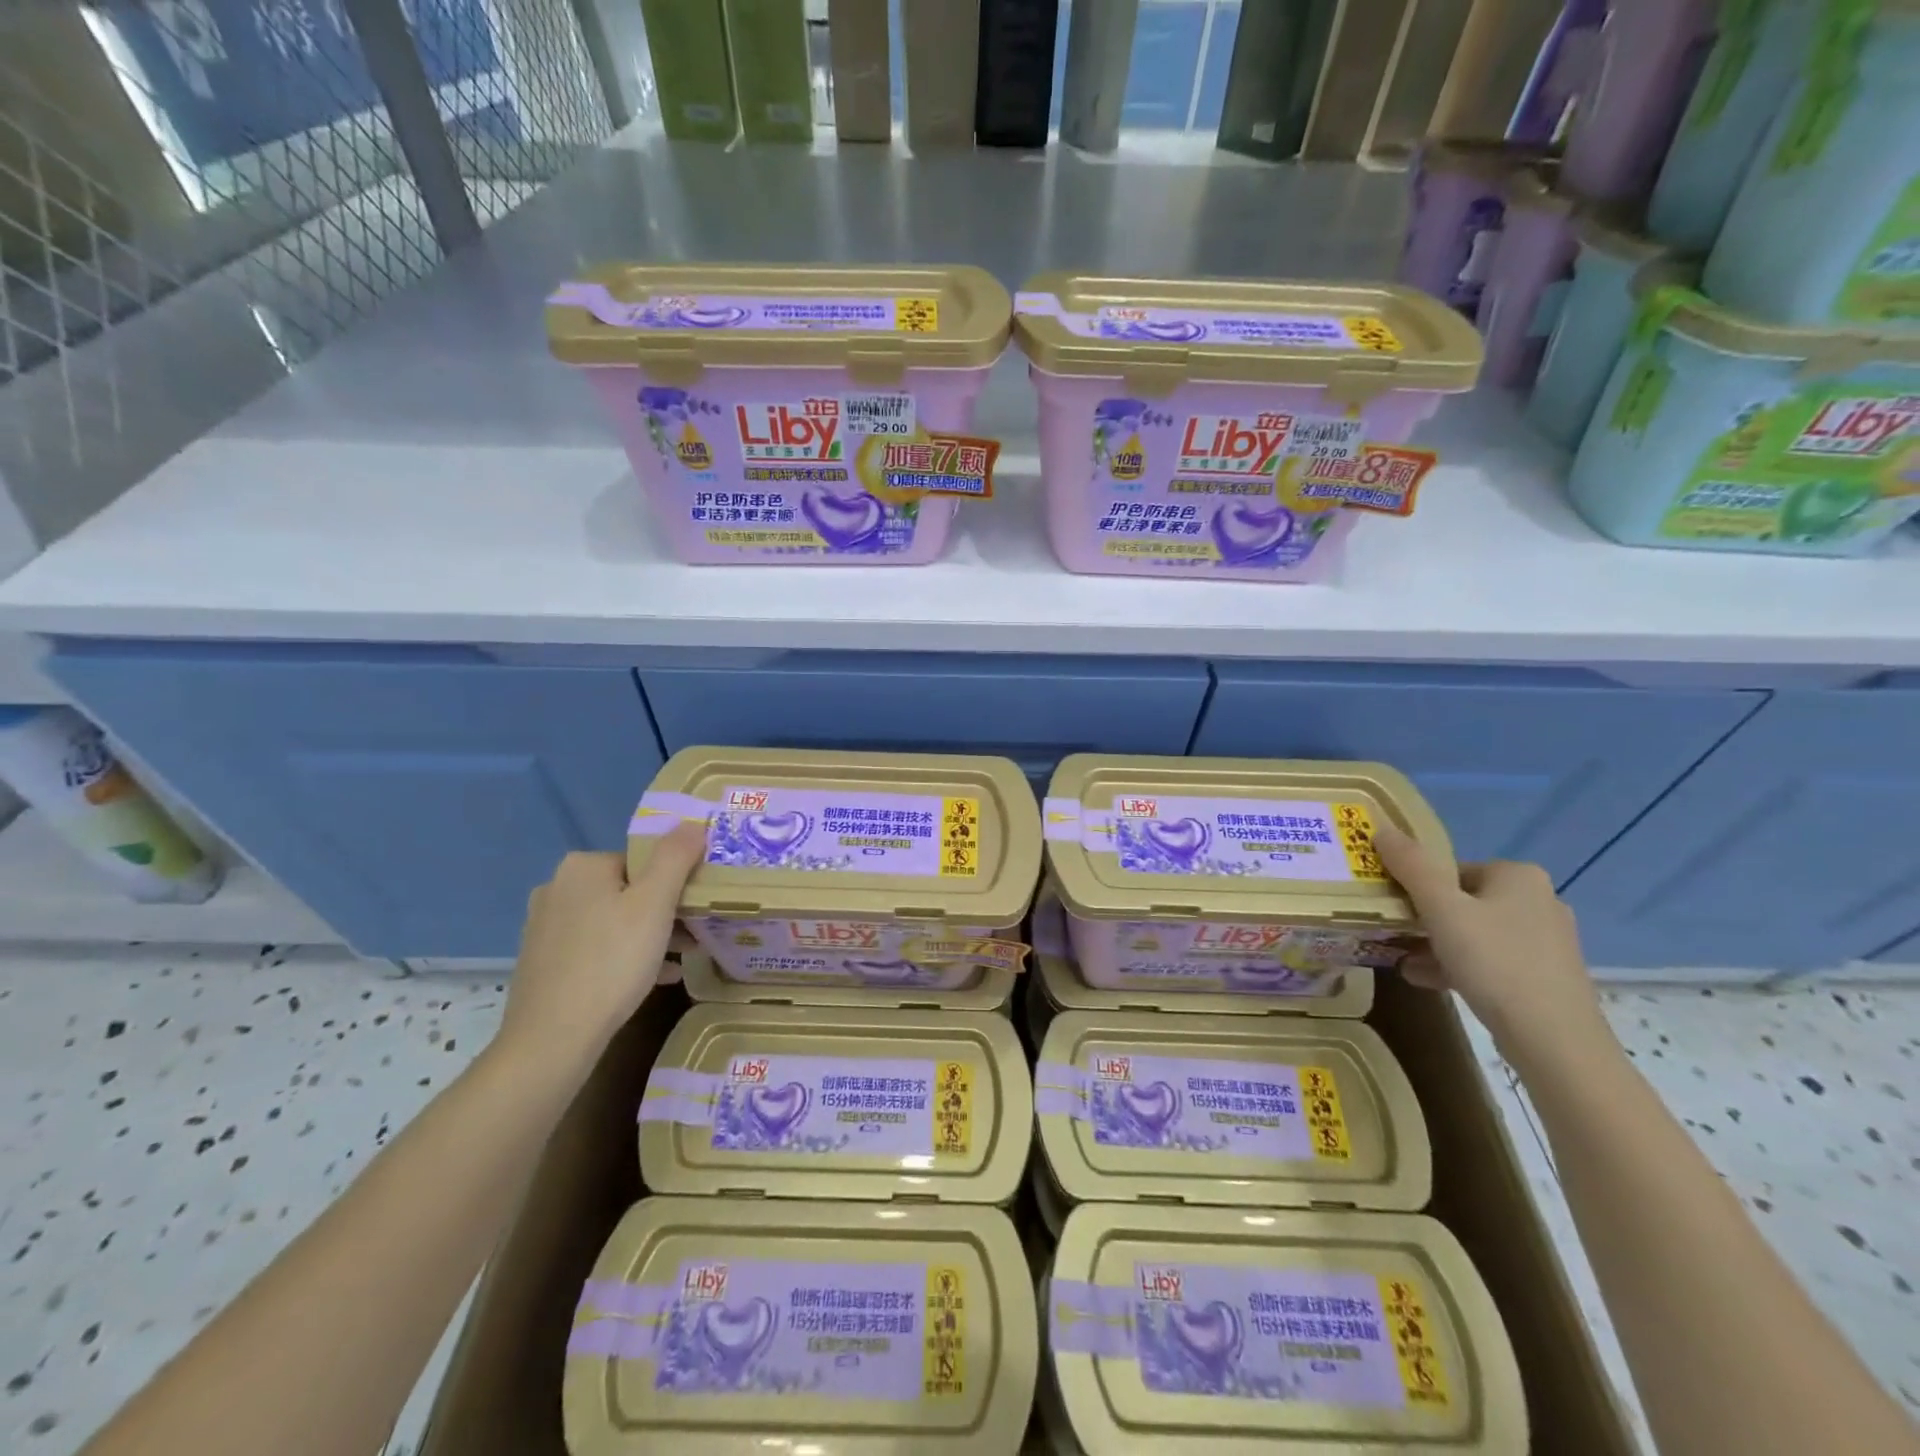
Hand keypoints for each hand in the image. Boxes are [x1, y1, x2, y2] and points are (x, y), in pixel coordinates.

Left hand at [493, 822, 706, 1072]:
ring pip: (613, 920)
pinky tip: (654, 978)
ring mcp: (545, 927)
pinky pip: (596, 947)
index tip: (696, 907)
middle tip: (694, 933)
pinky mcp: (543, 961)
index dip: (675, 882)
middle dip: (664, 910)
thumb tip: (693, 823)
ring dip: (649, 934)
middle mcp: (557, 888)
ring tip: (681, 957)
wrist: (552, 1040)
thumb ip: (676, 857)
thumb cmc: (611, 962)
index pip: (643, 860)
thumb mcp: (655, 904)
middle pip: (628, 889)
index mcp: (582, 867)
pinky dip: (625, 956)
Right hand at [1371, 821, 1614, 1073]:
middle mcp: (1540, 900)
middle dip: (1425, 919)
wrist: (1554, 1040)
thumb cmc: (1494, 962)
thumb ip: (1411, 866)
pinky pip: (1491, 960)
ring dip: (1436, 945)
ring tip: (1404, 962)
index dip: (1418, 888)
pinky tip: (1428, 981)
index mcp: (1519, 876)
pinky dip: (1460, 966)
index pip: (1452, 869)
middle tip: (1396, 935)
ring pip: (1475, 933)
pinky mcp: (1546, 976)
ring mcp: (1547, 941)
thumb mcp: (1441, 909)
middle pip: (1462, 901)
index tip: (1395, 910)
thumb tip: (1381, 829)